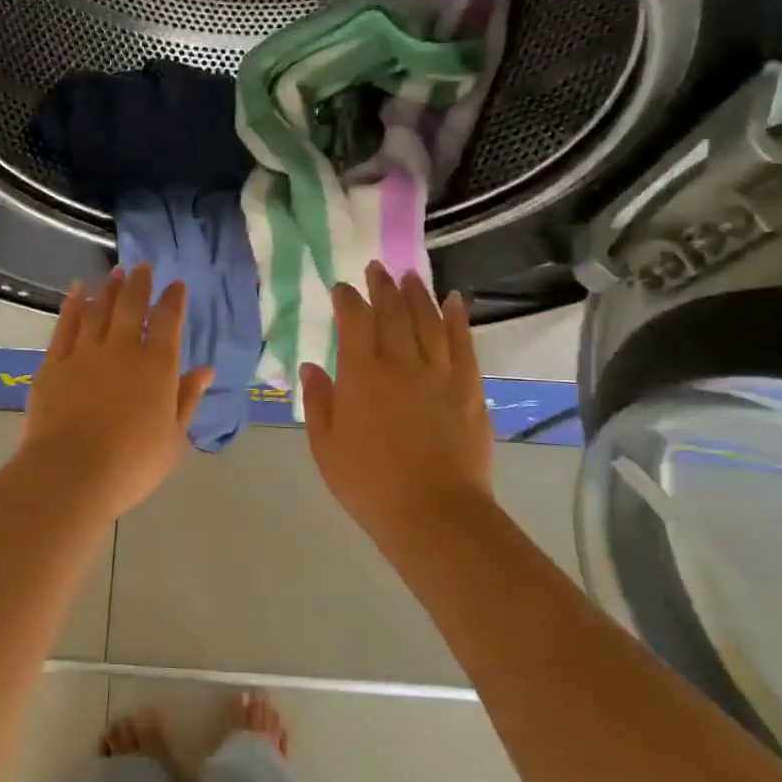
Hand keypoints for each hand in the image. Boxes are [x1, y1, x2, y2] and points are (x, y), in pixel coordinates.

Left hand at [20, 266, 212, 518]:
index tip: (176, 285)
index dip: (173, 300)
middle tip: (143, 267)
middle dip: (140, 284)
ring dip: (109, 288)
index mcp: (157, 367)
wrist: (72, 473)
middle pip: (131, 306)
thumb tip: (206, 370)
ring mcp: (85, 353)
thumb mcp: (173, 437)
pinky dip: (73, 304)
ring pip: (99, 309)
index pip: (168, 322)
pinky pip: (66, 324)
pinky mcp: (54, 363)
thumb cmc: (132, 463)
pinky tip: (77, 291)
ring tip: (115, 272)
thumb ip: (187, 398)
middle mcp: (122, 350)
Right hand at [301, 262, 494, 545]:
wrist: (433, 513)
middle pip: (393, 312)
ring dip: (418, 294)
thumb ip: (318, 401)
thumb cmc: (368, 483)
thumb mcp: (325, 446)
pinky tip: (455, 301)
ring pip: (428, 320)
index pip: (354, 322)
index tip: (341, 288)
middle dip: (382, 286)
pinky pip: (463, 342)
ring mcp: (439, 372)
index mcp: (361, 374)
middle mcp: (401, 362)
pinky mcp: (469, 387)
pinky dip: (458, 318)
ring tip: (410, 276)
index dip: (347, 300)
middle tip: (377, 268)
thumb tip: (312, 366)